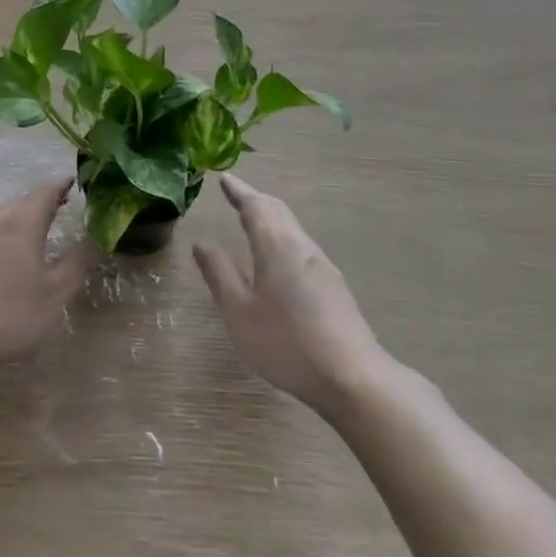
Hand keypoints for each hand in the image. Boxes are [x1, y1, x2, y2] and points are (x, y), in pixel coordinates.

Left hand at [0, 178, 92, 382]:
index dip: (61, 185)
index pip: (44, 192)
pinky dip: (7, 237)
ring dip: (23, 219)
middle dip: (43, 201)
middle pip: (21, 204)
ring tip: (40, 228)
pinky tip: (9, 257)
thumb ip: (76, 263)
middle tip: (62, 203)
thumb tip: (96, 237)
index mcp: (21, 224)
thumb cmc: (8, 311)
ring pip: (3, 220)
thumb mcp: (54, 293)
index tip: (75, 180)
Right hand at [193, 174, 385, 417]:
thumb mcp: (239, 312)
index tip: (224, 179)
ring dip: (271, 218)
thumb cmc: (286, 343)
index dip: (238, 192)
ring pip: (292, 228)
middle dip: (256, 200)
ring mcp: (322, 266)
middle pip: (278, 211)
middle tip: (237, 195)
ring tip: (253, 220)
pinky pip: (301, 246)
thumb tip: (202, 242)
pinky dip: (282, 236)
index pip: (255, 206)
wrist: (352, 377)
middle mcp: (301, 247)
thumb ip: (219, 274)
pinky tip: (278, 257)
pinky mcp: (334, 286)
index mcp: (276, 246)